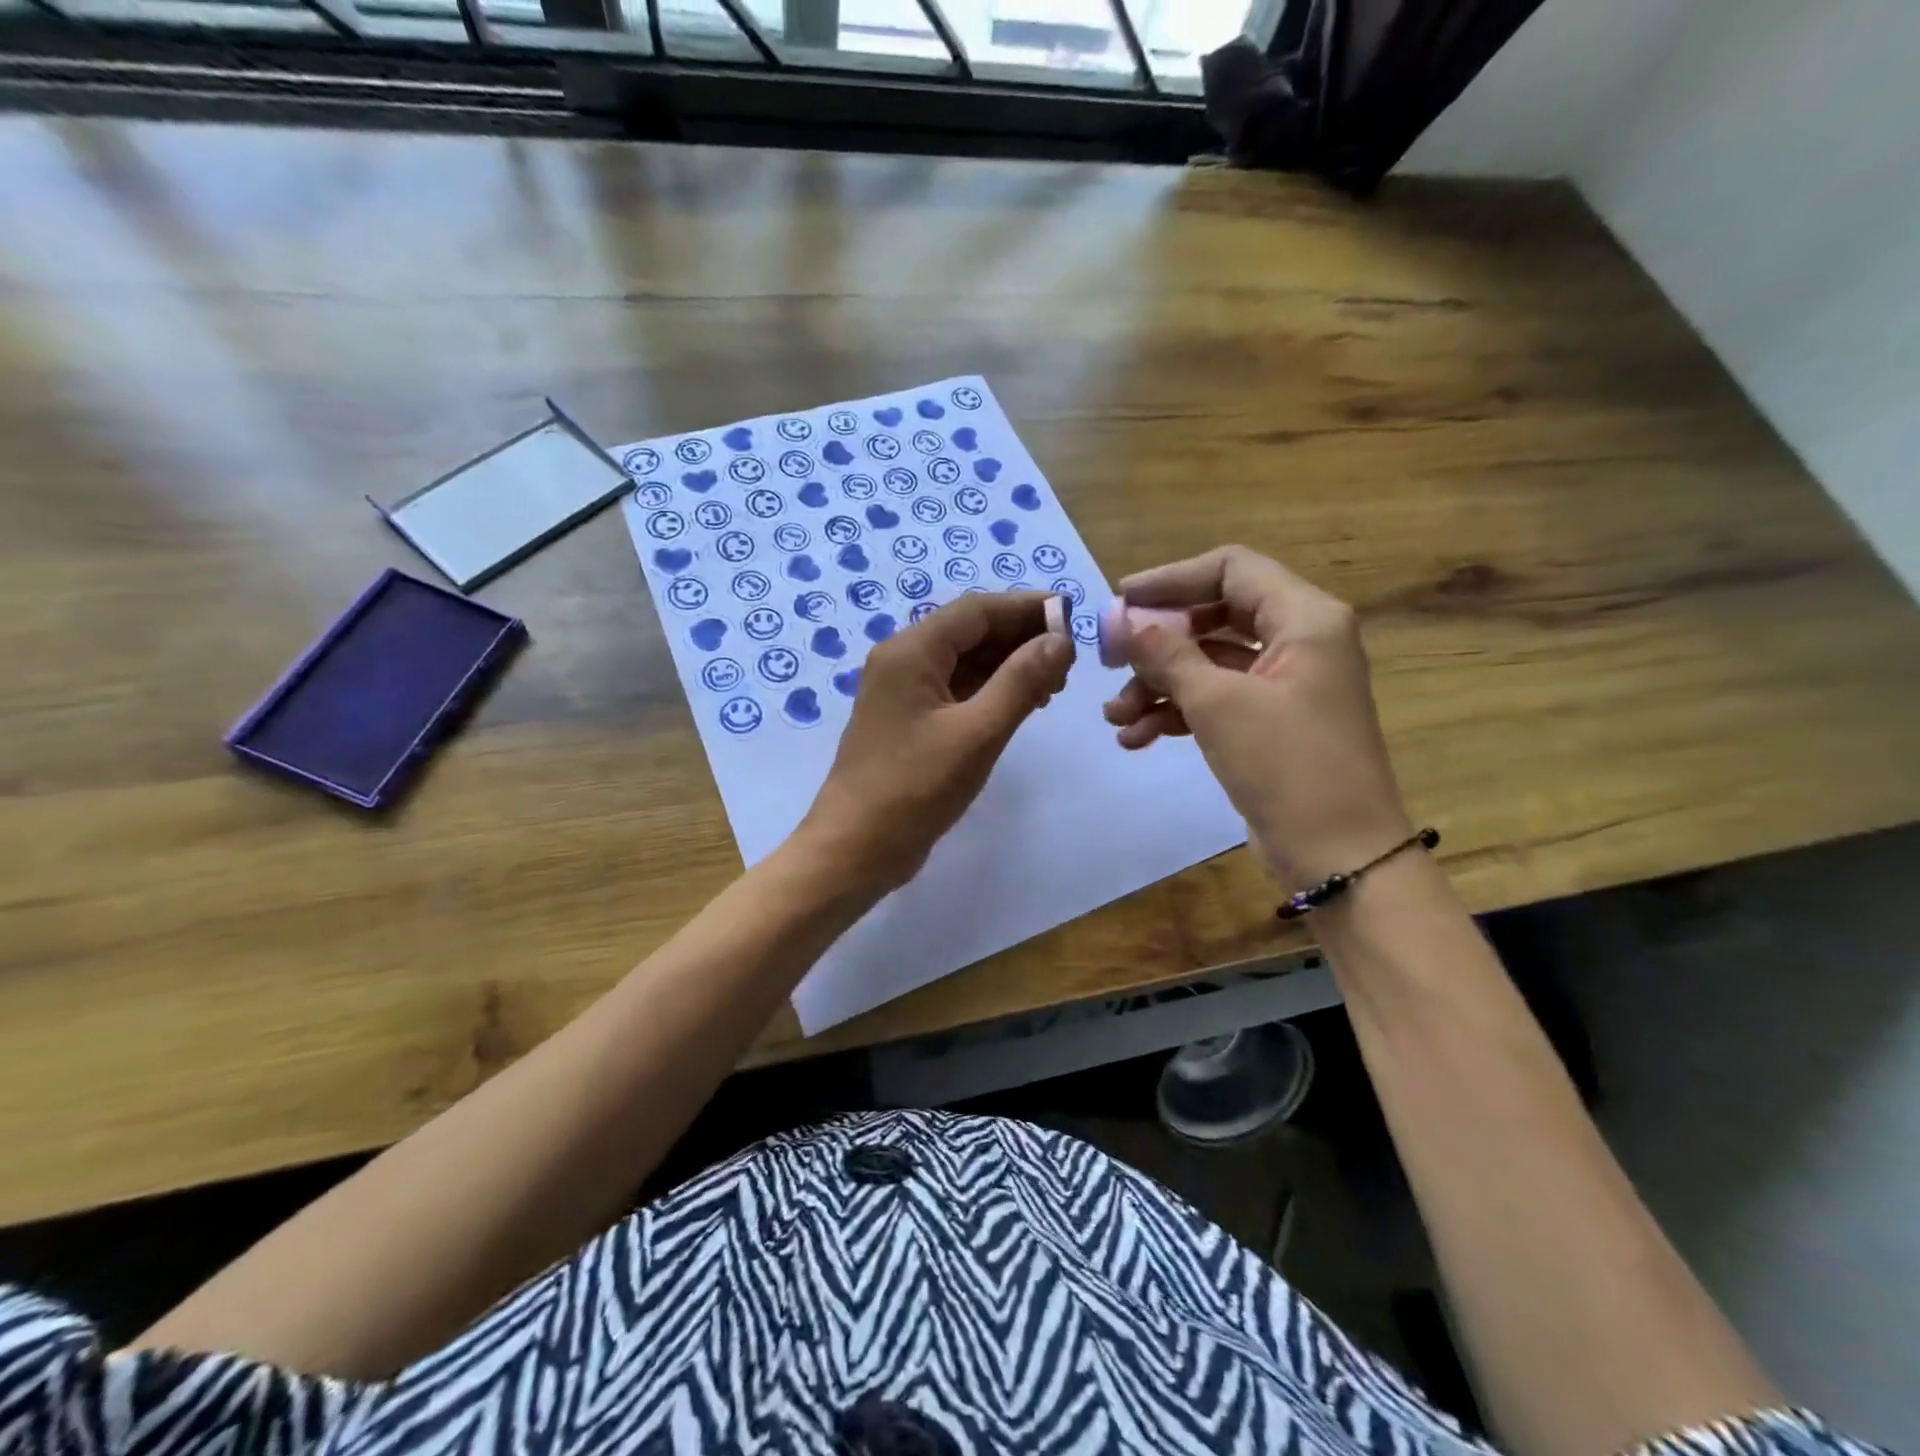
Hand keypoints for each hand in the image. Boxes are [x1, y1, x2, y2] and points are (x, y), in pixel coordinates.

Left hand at [801, 592, 1074, 892]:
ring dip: (1008, 666)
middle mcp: (903, 661)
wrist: (855, 847)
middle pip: (969, 632)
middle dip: (1021, 639)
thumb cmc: (915, 788)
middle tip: (1069, 662)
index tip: (1072, 617)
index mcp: (911, 651)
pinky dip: (990, 691)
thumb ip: (1021, 681)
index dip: (1026, 608)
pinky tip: (1021, 705)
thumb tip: (1060, 639)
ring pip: (964, 662)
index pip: (976, 610)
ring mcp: (904, 692)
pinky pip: (955, 690)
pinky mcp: (909, 721)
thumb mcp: (978, 733)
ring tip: (1053, 685)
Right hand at [1102, 546, 1411, 890]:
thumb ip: (1166, 654)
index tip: (1119, 602)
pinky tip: (1136, 737)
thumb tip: (1120, 620)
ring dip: (1159, 684)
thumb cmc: (1287, 765)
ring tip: (1115, 717)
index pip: (1230, 569)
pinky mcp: (1270, 722)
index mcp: (1304, 618)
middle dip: (1158, 641)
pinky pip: (1216, 699)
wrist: (1339, 854)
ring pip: (1209, 663)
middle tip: (1111, 661)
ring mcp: (1285, 684)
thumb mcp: (1218, 703)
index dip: (1171, 579)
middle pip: (1214, 617)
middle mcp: (1299, 640)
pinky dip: (1177, 712)